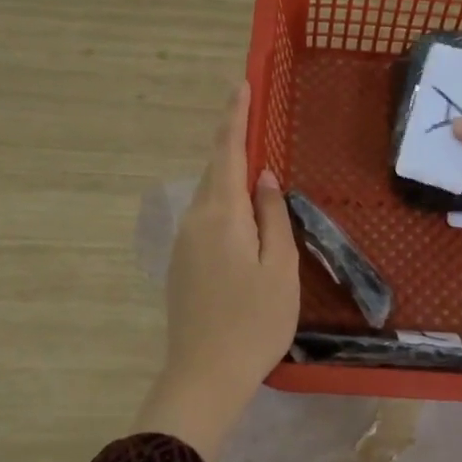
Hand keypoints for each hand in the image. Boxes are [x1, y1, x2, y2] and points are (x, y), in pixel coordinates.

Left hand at [133, 81, 298, 461]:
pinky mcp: (182, 264)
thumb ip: (274, 217)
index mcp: (222, 215)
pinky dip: (225, 204)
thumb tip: (266, 177)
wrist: (203, 376)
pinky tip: (243, 215)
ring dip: (230, 176)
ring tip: (255, 166)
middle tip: (252, 116)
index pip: (228, 152)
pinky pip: (206, 218)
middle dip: (233, 142)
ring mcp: (184, 243)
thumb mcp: (280, 268)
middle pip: (215, 171)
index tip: (240, 84)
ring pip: (210, 196)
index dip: (235, 117)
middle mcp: (196, 220)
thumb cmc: (254, 323)